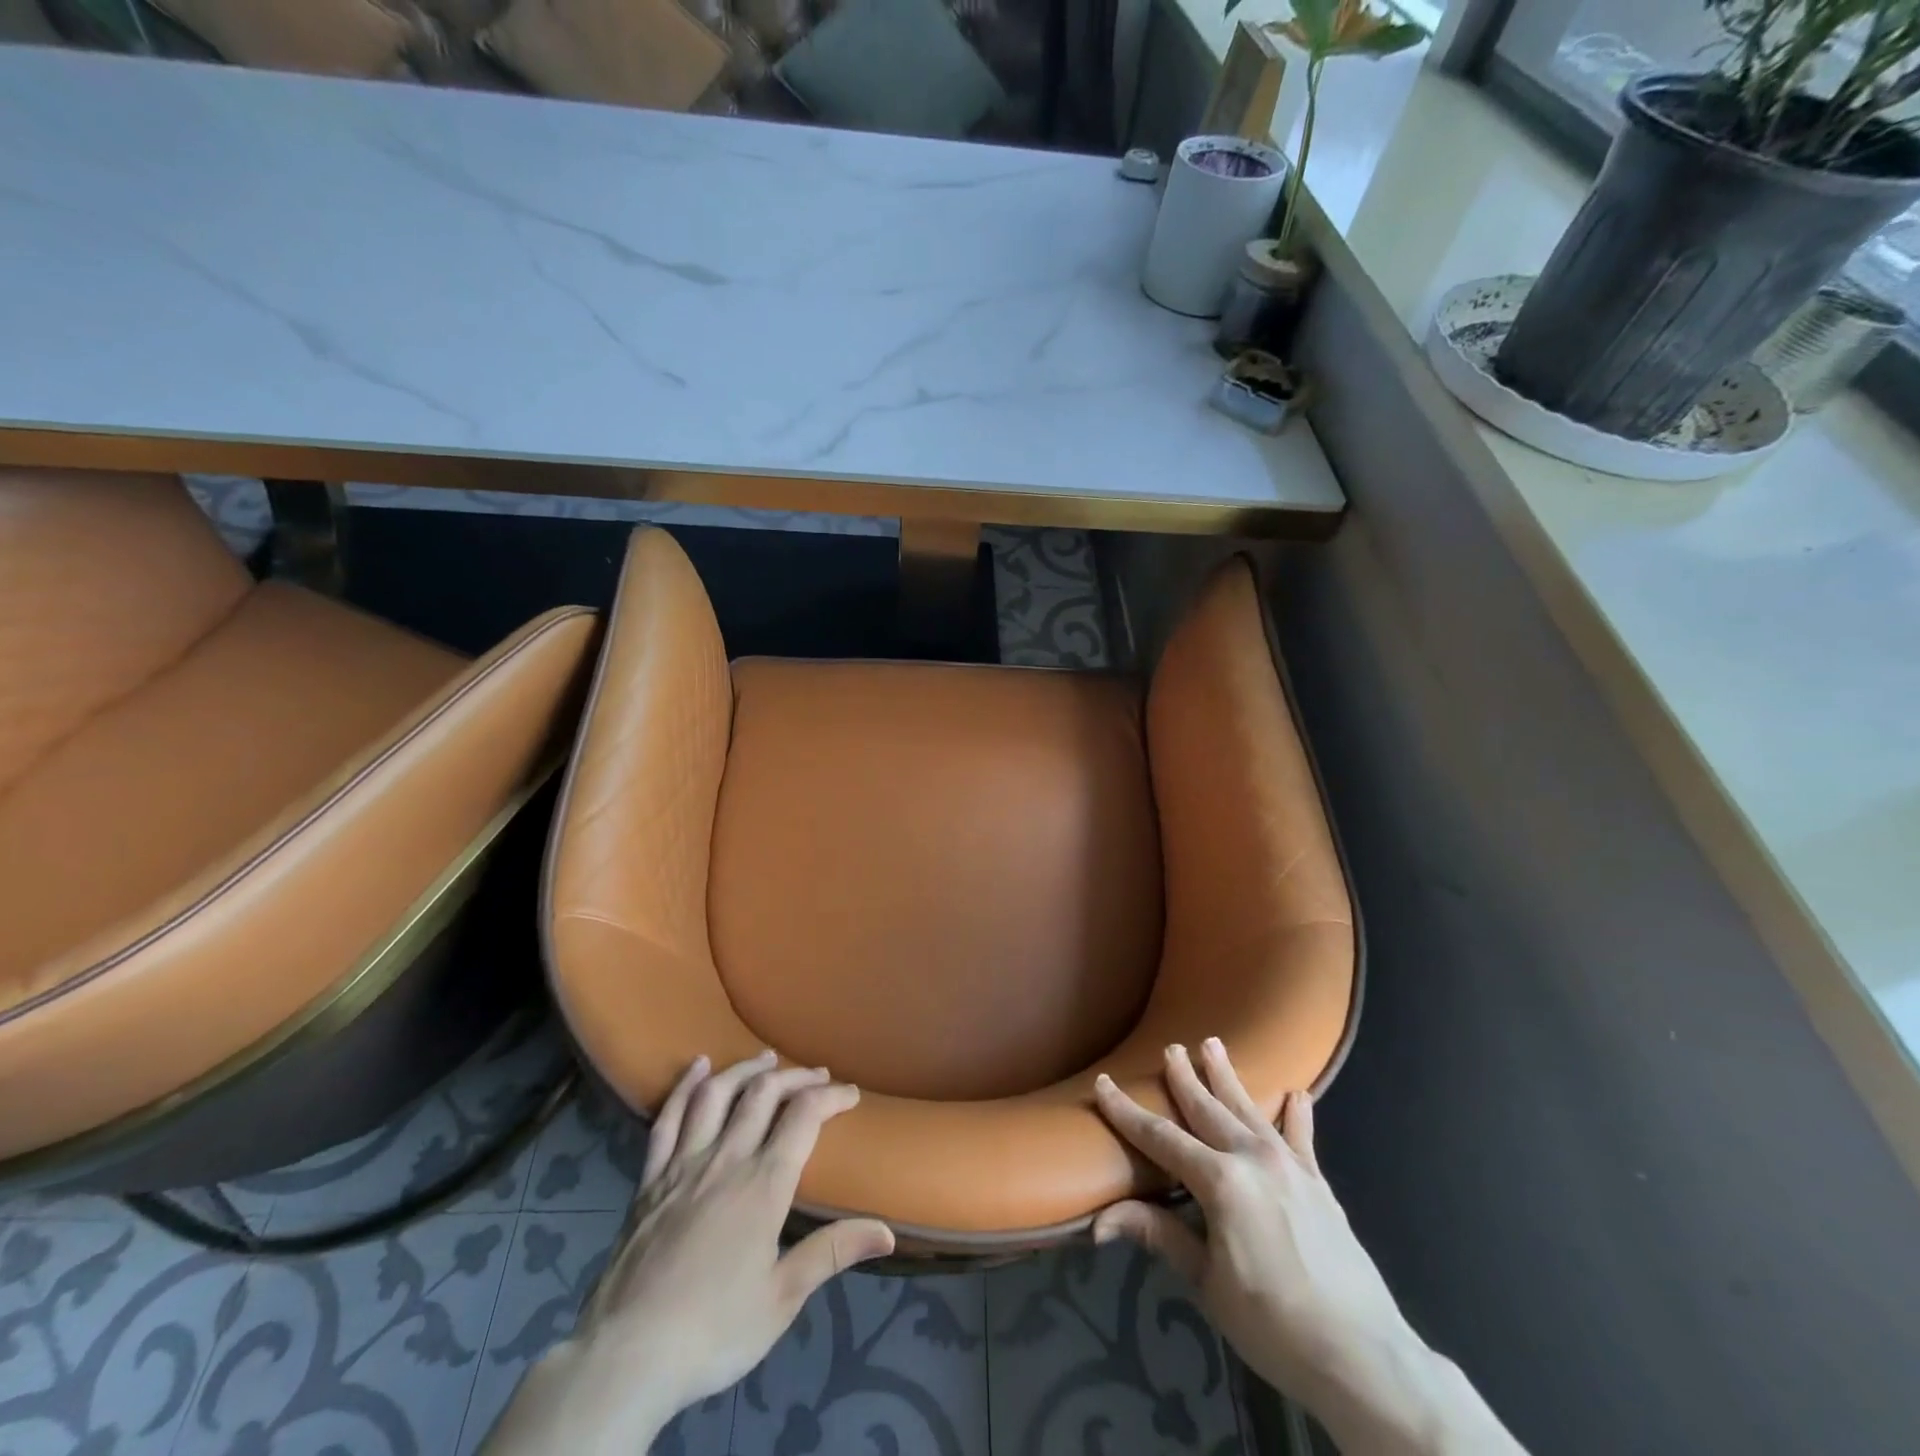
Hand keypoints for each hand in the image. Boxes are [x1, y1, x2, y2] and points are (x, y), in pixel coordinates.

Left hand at [481, 1052, 894, 1455]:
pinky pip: (667, 1119)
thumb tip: (887, 1232)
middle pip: (764, 1095)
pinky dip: (684, 1087)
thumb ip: (833, 1252)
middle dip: (796, 1077)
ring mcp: (683, 1165)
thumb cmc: (714, 1331)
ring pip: (717, 1095)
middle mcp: (726, 1160)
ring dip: (746, 1070)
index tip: (851, 1094)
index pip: (805, 1118)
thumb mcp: (782, 1299)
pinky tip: (697, 1067)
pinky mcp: (650, 1180)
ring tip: (766, 1059)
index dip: (832, 1097)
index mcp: (763, 1185)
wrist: (627, 1356)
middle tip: (817, 1075)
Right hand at [1092, 1040, 1410, 1404]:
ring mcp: (1290, 1166)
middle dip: (1185, 1078)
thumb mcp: (1207, 1284)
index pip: (1161, 1137)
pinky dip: (1297, 1115)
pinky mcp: (1319, 1183)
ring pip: (1249, 1110)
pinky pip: (1302, 1138)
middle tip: (1171, 1047)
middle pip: (1207, 1110)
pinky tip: (1297, 1094)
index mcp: (1220, 1181)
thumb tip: (1099, 1222)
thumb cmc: (1274, 1325)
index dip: (1127, 1111)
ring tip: (1214, 1045)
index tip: (1104, 1083)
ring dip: (1228, 1078)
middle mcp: (1253, 1159)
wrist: (1364, 1357)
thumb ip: (1160, 1237)